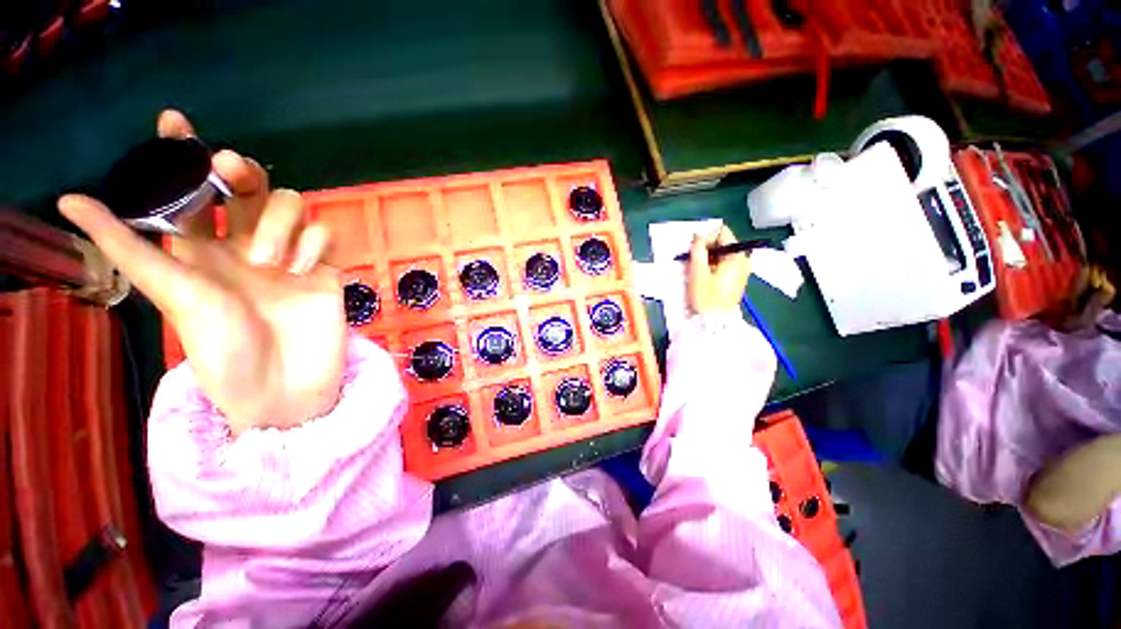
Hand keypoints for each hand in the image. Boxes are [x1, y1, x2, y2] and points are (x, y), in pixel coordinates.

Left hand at [59, 110, 344, 435]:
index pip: (192, 191)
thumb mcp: (172, 295)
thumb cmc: (224, 350)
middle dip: (241, 171)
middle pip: (250, 186)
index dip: (183, 154)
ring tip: (268, 263)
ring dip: (279, 223)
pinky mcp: (327, 269)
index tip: (175, 122)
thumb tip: (68, 199)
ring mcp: (291, 257)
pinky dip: (315, 245)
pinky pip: (326, 236)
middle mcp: (246, 245)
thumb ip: (128, 246)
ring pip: (293, 205)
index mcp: (203, 251)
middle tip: (230, 172)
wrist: (284, 386)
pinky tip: (306, 271)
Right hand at [687, 225, 751, 314]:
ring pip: (722, 253)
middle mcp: (743, 260)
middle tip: (692, 260)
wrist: (714, 321)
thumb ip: (698, 250)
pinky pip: (724, 263)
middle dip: (706, 248)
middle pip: (723, 242)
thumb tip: (697, 236)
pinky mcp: (737, 278)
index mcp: (736, 256)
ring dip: (707, 258)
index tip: (695, 250)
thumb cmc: (706, 297)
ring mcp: (742, 270)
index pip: (722, 232)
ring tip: (696, 270)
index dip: (706, 237)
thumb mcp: (698, 272)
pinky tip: (703, 276)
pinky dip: (712, 265)